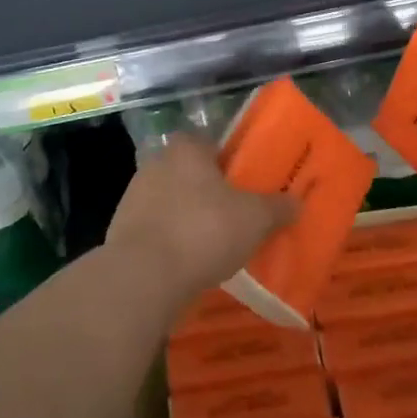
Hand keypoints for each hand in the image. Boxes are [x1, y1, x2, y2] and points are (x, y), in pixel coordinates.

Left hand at [106, 134, 294, 307]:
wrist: (144, 276)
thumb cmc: (204, 230)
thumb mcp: (255, 219)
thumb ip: (277, 208)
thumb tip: (296, 202)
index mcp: (186, 150)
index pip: (203, 141)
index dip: (221, 159)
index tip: (238, 181)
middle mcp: (155, 165)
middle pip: (185, 172)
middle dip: (204, 190)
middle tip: (230, 214)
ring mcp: (132, 198)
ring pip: (168, 202)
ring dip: (185, 218)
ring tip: (211, 244)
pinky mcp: (120, 232)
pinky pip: (153, 230)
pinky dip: (168, 242)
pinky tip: (186, 263)